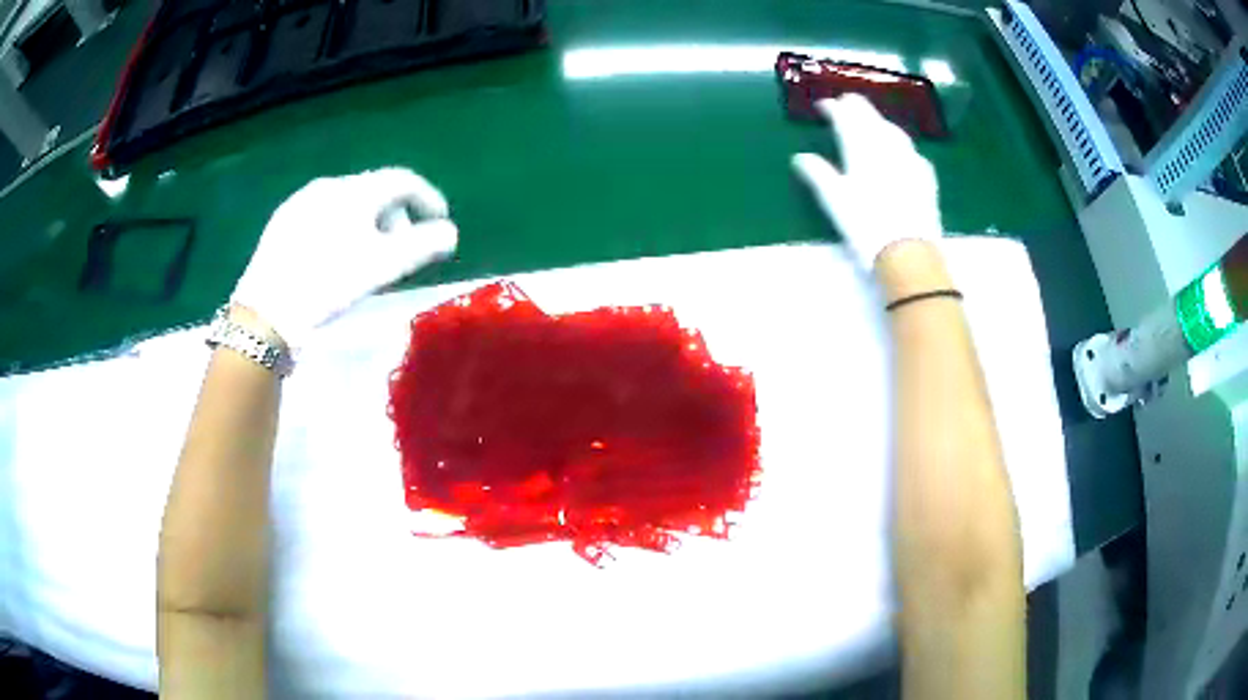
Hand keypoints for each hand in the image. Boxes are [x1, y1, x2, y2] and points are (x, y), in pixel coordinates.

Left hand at [231, 168, 458, 349]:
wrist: (265, 312)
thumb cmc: (328, 284)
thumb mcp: (382, 267)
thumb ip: (422, 246)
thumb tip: (450, 233)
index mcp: (356, 190)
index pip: (403, 181)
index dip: (428, 199)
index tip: (440, 222)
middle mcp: (329, 185)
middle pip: (374, 191)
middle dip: (396, 217)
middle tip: (402, 250)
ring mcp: (300, 202)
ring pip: (347, 204)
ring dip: (368, 224)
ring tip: (368, 257)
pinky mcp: (281, 223)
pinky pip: (322, 216)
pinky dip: (341, 229)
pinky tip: (334, 258)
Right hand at [791, 95, 942, 265]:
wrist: (909, 251)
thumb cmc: (866, 225)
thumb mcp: (835, 202)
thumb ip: (818, 174)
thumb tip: (801, 158)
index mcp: (861, 148)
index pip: (846, 117)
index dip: (833, 108)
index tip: (823, 106)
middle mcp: (886, 146)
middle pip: (871, 116)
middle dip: (857, 107)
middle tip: (846, 103)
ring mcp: (909, 158)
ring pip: (892, 128)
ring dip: (879, 120)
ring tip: (871, 121)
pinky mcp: (925, 175)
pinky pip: (910, 149)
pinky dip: (899, 142)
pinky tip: (899, 149)